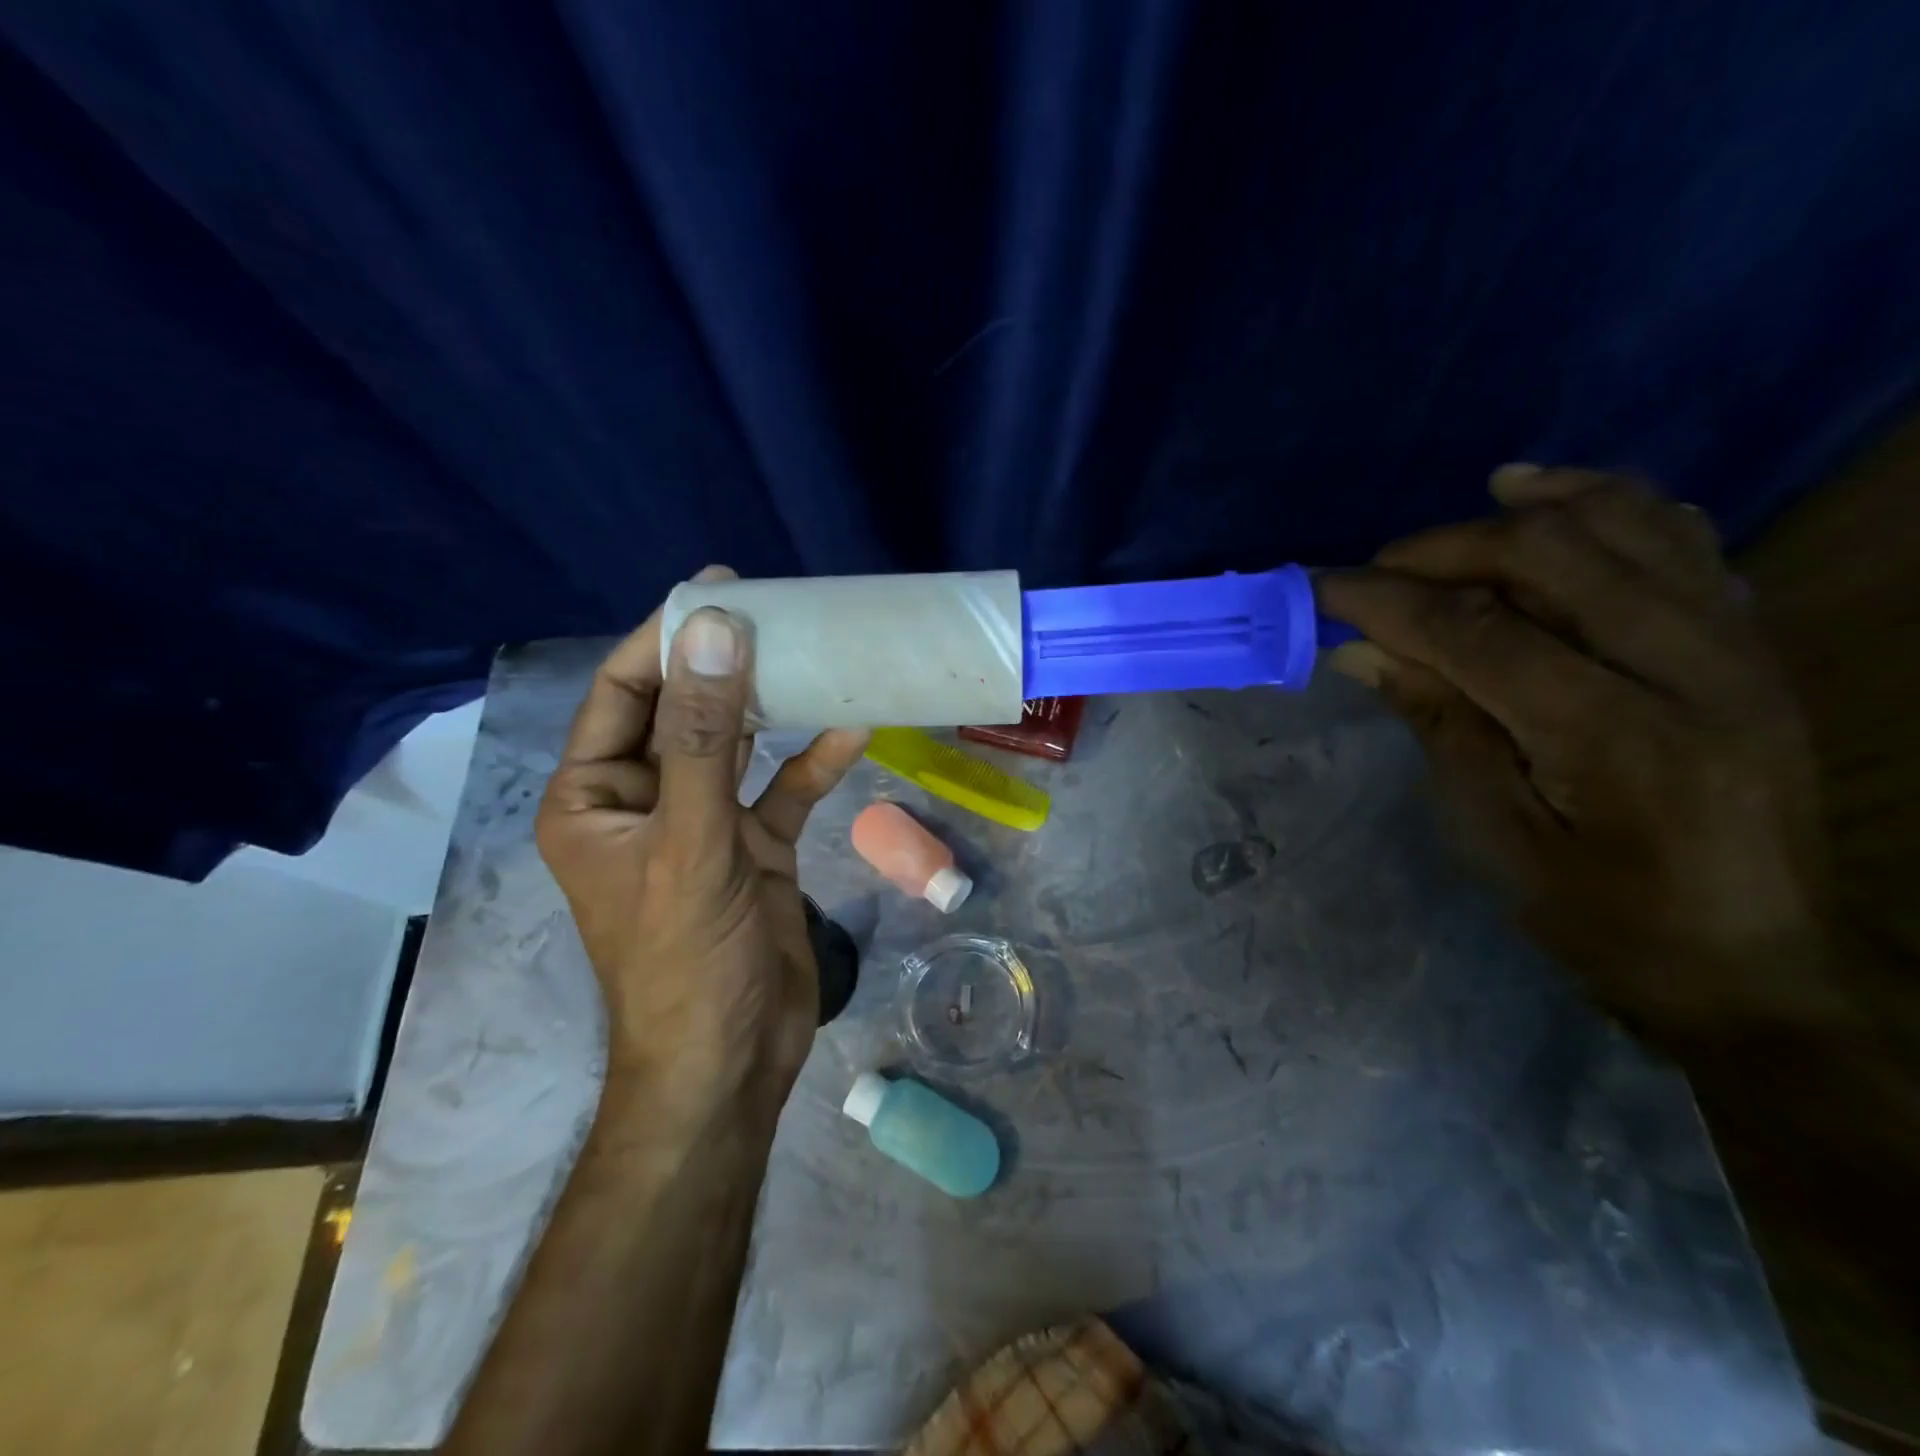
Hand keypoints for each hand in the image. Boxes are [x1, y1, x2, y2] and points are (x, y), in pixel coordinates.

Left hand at [535, 568, 868, 1121]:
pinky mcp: (754, 847)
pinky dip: (813, 761)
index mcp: (595, 798)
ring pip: (737, 746)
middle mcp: (645, 801)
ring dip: (772, 705)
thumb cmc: (686, 959)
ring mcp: (703, 824)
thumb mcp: (690, 841)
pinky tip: (852, 727)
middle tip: (775, 608)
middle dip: (724, 663)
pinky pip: (782, 790)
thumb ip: (703, 736)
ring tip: (814, 650)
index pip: (621, 694)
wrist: (731, 1063)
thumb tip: (713, 632)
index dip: (663, 640)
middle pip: (684, 712)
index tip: (716, 590)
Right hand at [1318, 467, 1849, 1045]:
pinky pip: (1686, 540)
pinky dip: (1618, 505)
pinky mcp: (1753, 644)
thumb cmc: (1603, 917)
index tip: (1320, 588)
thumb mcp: (1496, 835)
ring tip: (1473, 501)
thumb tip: (1363, 650)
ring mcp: (1738, 646)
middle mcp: (1691, 667)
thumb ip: (1439, 723)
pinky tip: (1563, 502)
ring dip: (1536, 506)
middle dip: (1447, 549)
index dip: (1386, 601)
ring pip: (1630, 525)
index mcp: (1614, 735)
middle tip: (1380, 572)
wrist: (1756, 962)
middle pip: (1553, 556)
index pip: (1477, 631)